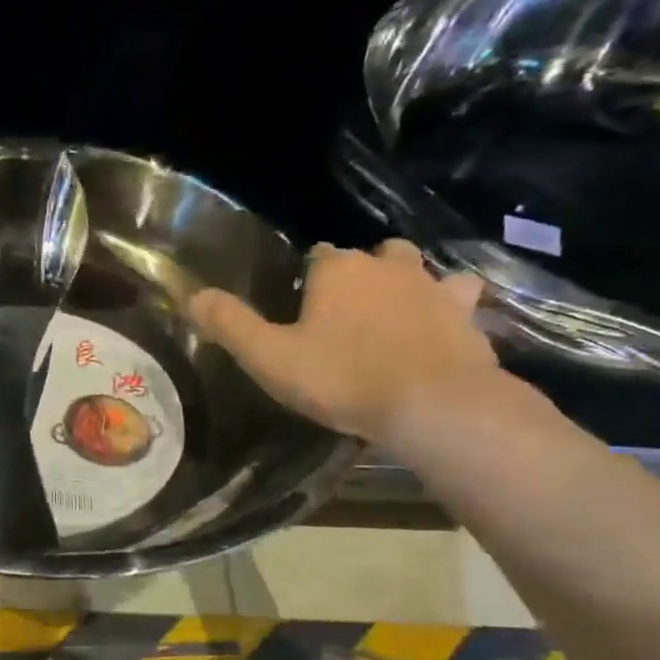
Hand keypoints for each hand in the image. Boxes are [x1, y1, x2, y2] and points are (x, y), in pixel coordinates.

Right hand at [190, 240, 500, 447]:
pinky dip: (447, 308)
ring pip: (418, 269)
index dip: (306, 276)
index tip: (299, 304)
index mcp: (337, 270)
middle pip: (371, 255)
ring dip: (405, 283)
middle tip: (344, 311)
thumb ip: (230, 324)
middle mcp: (387, 266)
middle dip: (359, 273)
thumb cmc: (341, 378)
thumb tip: (192, 295)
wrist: (432, 405)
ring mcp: (433, 287)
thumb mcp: (269, 357)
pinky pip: (458, 299)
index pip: (317, 255)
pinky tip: (439, 327)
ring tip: (392, 313)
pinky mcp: (468, 316)